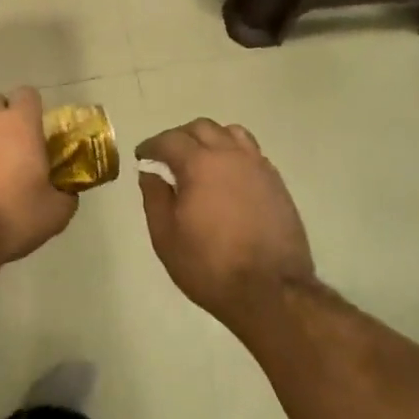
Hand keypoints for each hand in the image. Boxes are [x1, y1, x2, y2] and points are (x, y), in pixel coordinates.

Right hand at [136, 119, 313, 322]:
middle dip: (180, 137)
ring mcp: (258, 167)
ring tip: (200, 160)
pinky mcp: (276, 183)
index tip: (142, 156)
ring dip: (210, 139)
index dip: (152, 145)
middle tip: (167, 156)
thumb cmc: (209, 265)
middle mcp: (231, 155)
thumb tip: (150, 173)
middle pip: (202, 128)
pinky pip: (251, 153)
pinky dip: (233, 154)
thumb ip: (155, 197)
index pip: (170, 140)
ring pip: (231, 134)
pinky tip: (227, 177)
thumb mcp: (166, 236)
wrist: (270, 290)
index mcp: (200, 164)